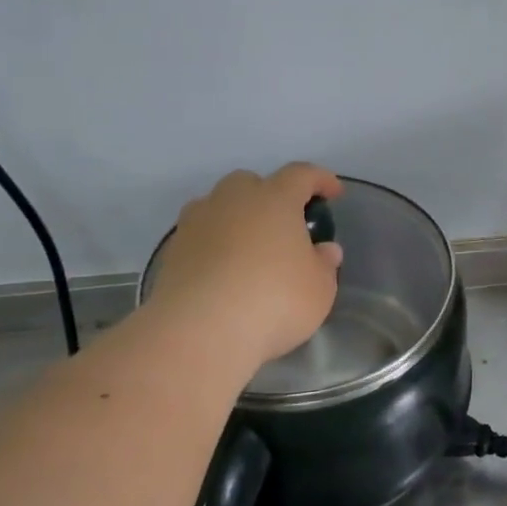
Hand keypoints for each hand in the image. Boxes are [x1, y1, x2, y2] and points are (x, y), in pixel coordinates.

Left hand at [142, 164, 343, 379]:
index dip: (320, 180)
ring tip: (249, 249)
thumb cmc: (274, 300)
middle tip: (283, 224)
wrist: (200, 330)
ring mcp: (197, 223)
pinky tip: (223, 273)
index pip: (301, 175)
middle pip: (251, 183)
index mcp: (274, 199)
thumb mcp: (319, 289)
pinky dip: (214, 246)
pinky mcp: (173, 251)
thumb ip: (324, 264)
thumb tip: (324, 250)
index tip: (333, 192)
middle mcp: (233, 200)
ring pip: (219, 206)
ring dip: (235, 219)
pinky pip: (200, 236)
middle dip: (268, 196)